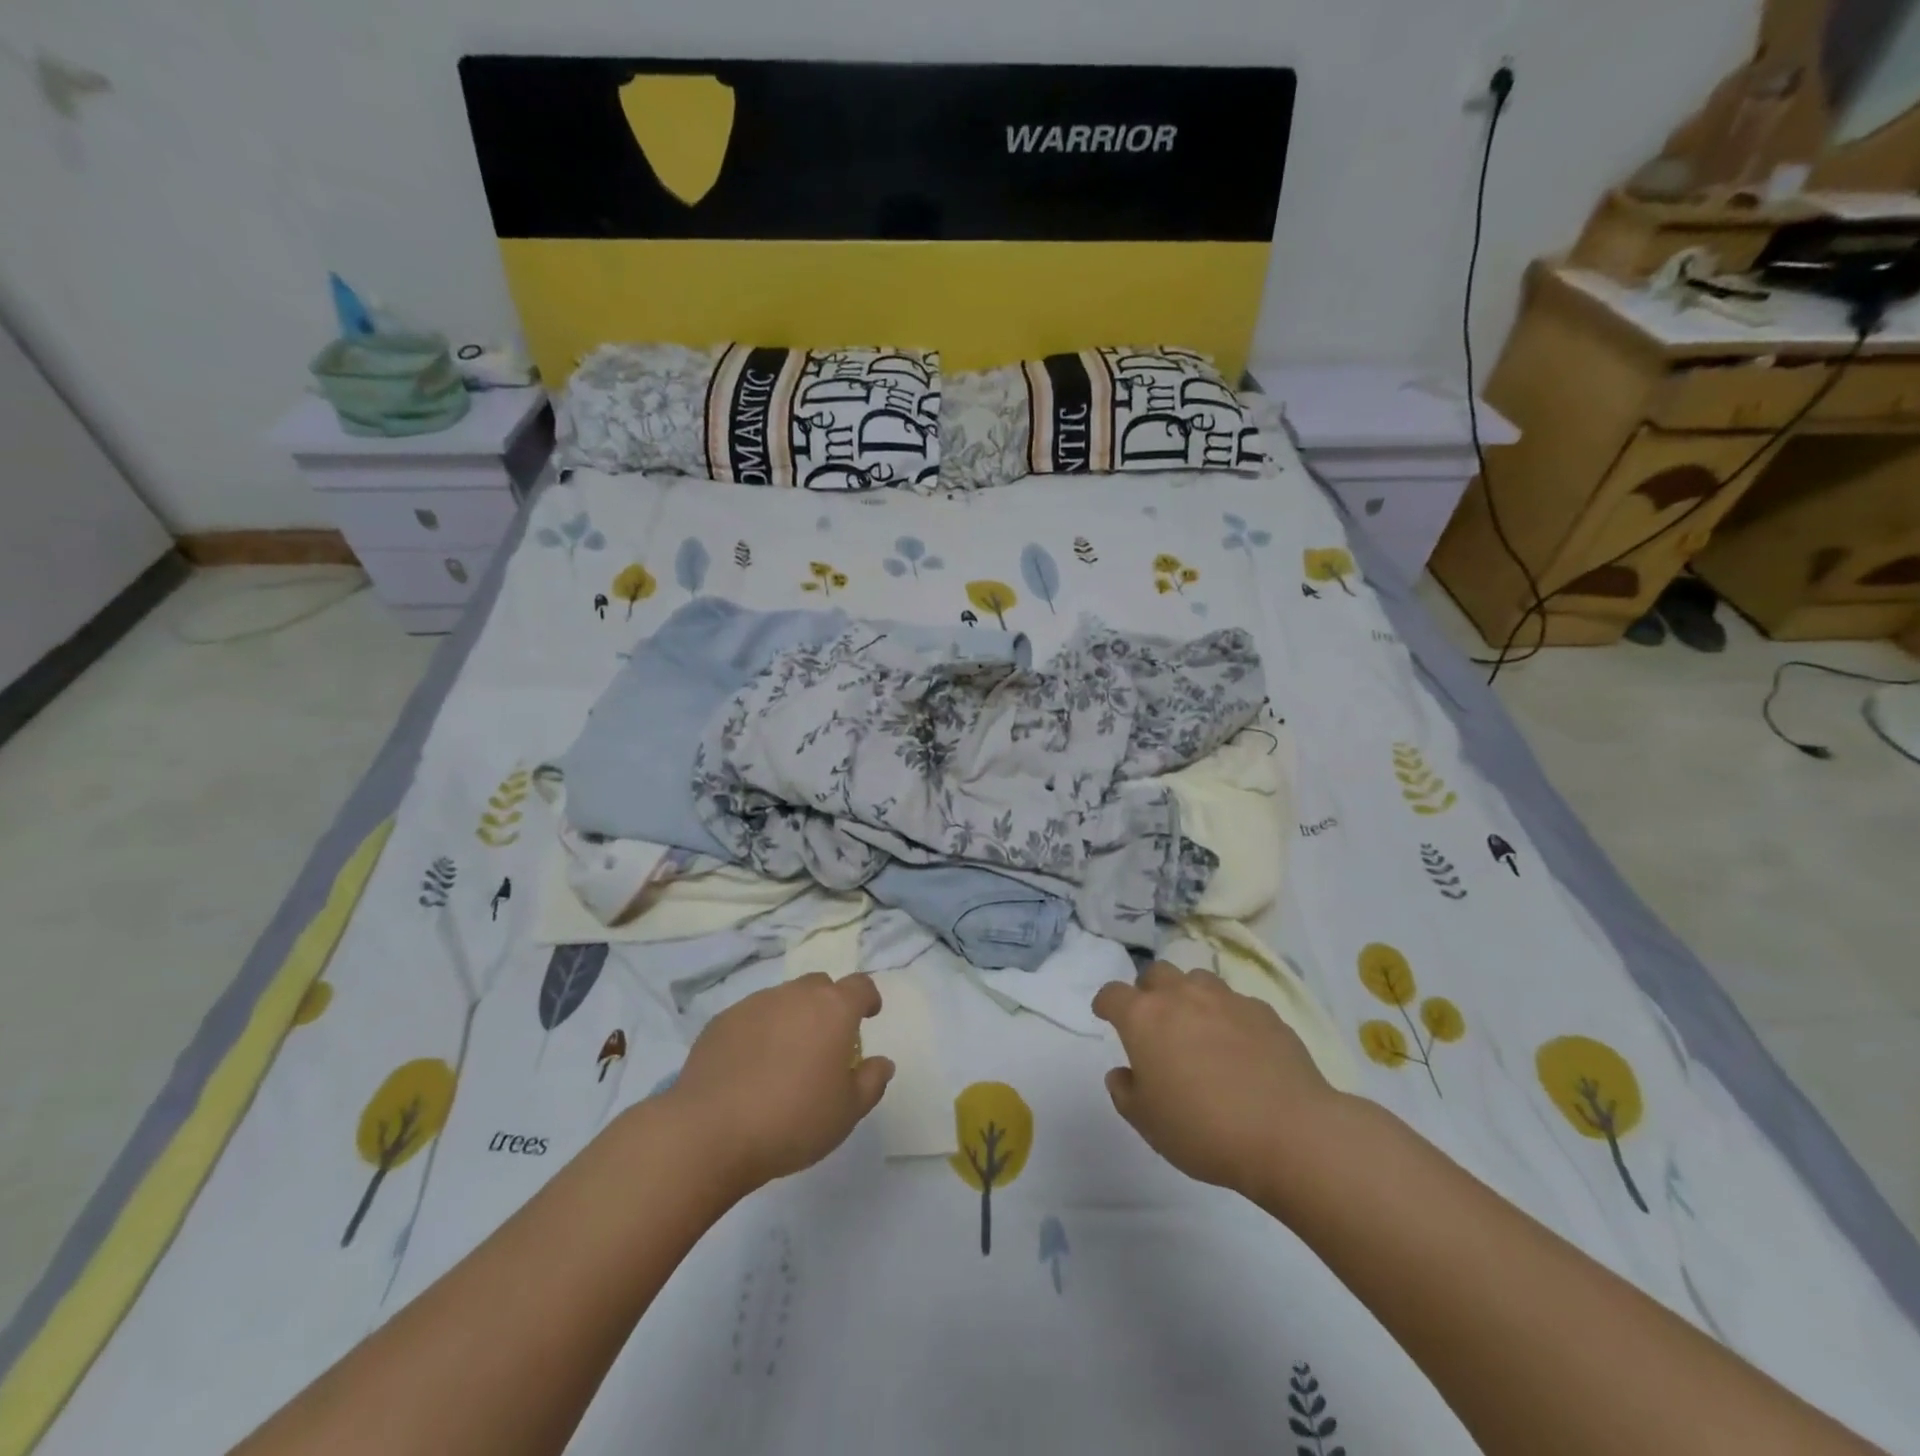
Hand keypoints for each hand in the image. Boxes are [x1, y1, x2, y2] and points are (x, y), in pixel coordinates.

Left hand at [665, 973, 893, 1193]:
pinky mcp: (721, 1021)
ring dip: (792, 1018)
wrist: (710, 1132)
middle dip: (828, 1006)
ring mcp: (755, 1004)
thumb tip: (881, 1062)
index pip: (860, 986)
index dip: (868, 998)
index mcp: (833, 1009)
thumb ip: (871, 1082)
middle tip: (825, 1043)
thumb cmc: (792, 1120)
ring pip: (783, 1000)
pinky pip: (751, 1017)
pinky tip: (750, 1068)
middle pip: (820, 987)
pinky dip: (759, 1033)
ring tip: (785, 1059)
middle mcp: (795, 995)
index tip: (868, 1016)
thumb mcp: (847, 1112)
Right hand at [1093, 962, 1341, 1200]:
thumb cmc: (1204, 1129)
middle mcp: (1181, 996)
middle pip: (1155, 974)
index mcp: (1144, 1018)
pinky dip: (1228, 1016)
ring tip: (1197, 1028)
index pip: (1113, 994)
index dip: (1106, 1003)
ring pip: (1197, 979)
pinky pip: (1236, 1003)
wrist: (1289, 1132)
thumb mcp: (1148, 1123)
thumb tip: (1123, 1073)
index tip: (1105, 1015)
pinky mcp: (1264, 1011)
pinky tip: (1239, 1047)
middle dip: (1148, 991)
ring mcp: (1226, 999)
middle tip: (1153, 1022)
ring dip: (1189, 996)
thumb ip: (1126, 1092)